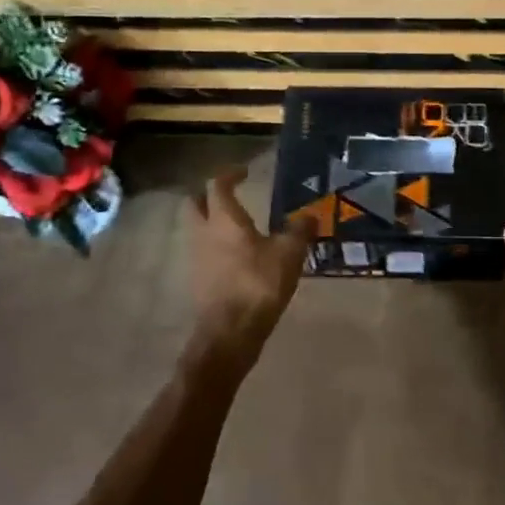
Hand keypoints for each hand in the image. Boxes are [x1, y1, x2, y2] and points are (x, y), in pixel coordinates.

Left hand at [188, 167, 313, 352]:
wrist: (230, 332)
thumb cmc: (259, 284)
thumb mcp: (289, 254)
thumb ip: (299, 231)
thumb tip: (310, 216)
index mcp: (223, 219)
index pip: (217, 185)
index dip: (230, 175)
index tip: (244, 172)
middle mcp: (203, 233)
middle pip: (194, 204)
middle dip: (209, 196)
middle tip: (231, 196)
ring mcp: (196, 258)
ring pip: (196, 229)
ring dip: (212, 223)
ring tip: (238, 228)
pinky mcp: (197, 280)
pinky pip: (203, 253)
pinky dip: (216, 247)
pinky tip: (237, 257)